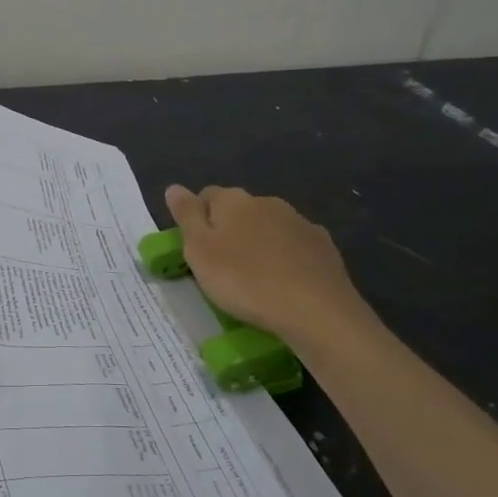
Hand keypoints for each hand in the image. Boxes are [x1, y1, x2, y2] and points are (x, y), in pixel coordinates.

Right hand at [163, 185, 375, 347]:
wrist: (314, 309)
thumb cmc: (244, 280)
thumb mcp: (199, 251)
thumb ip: (187, 216)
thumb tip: (174, 187)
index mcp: (233, 200)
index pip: (207, 196)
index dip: (198, 219)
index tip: (196, 248)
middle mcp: (267, 202)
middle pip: (239, 210)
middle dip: (230, 230)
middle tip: (222, 265)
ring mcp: (299, 222)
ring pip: (269, 227)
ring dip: (259, 243)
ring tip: (254, 277)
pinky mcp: (323, 246)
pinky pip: (295, 246)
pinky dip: (286, 257)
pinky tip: (284, 281)